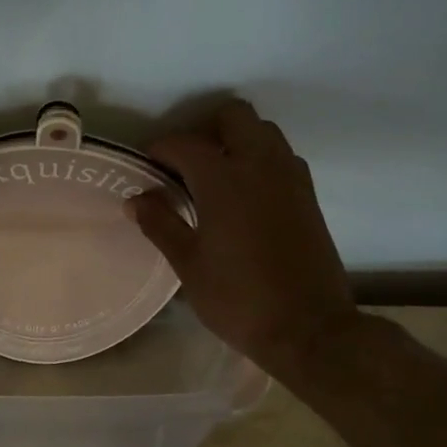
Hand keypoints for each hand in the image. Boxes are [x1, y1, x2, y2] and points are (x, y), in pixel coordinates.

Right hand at [129, 100, 362, 386]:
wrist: (310, 330)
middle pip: (234, 116)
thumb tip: (136, 199)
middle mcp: (260, 165)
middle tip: (184, 164)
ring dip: (236, 141)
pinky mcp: (309, 196)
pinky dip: (259, 159)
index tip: (145, 166)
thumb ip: (160, 224)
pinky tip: (243, 196)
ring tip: (213, 177)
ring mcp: (291, 178)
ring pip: (263, 132)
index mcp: (224, 179)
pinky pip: (281, 156)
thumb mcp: (188, 265)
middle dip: (204, 129)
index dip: (159, 149)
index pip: (184, 143)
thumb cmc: (239, 298)